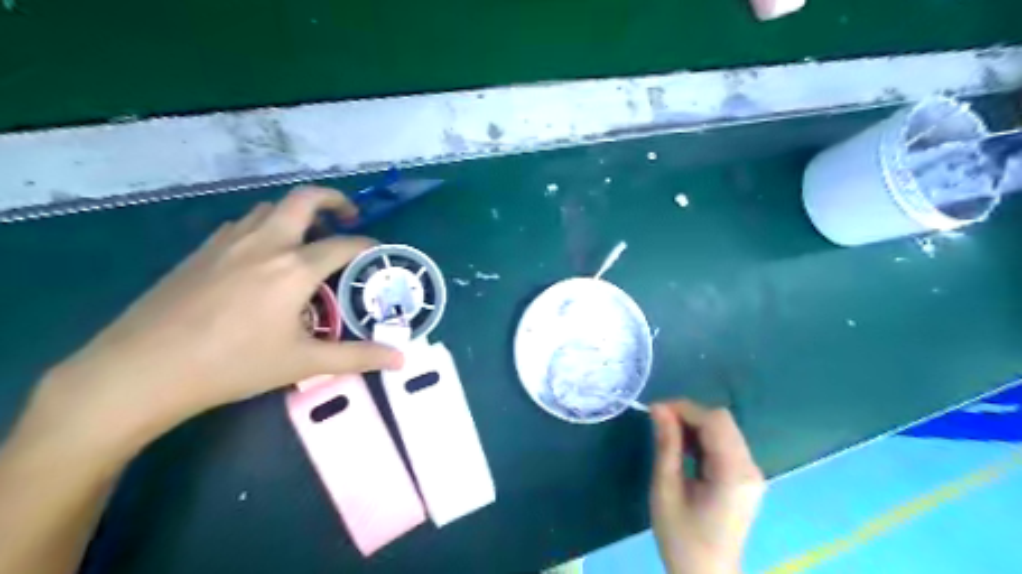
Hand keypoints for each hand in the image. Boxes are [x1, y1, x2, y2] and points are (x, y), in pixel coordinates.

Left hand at [35, 187, 403, 450]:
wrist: (143, 369)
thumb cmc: (233, 365)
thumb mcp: (303, 362)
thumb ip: (357, 357)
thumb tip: (401, 359)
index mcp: (294, 268)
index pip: (344, 244)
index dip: (368, 245)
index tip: (379, 252)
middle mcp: (266, 243)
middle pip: (304, 199)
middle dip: (333, 199)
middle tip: (347, 216)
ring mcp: (229, 242)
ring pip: (271, 208)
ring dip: (297, 213)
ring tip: (308, 238)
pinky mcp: (202, 250)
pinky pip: (244, 223)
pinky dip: (266, 226)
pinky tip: (264, 255)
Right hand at [649, 401, 762, 570]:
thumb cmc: (682, 538)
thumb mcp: (666, 490)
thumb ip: (666, 445)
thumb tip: (658, 408)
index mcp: (733, 473)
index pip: (715, 421)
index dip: (684, 408)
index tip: (655, 411)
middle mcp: (750, 468)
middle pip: (722, 421)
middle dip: (689, 415)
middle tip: (659, 423)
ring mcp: (751, 474)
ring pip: (724, 430)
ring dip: (695, 426)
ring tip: (668, 437)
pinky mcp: (745, 479)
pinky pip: (725, 444)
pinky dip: (703, 439)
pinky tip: (684, 450)